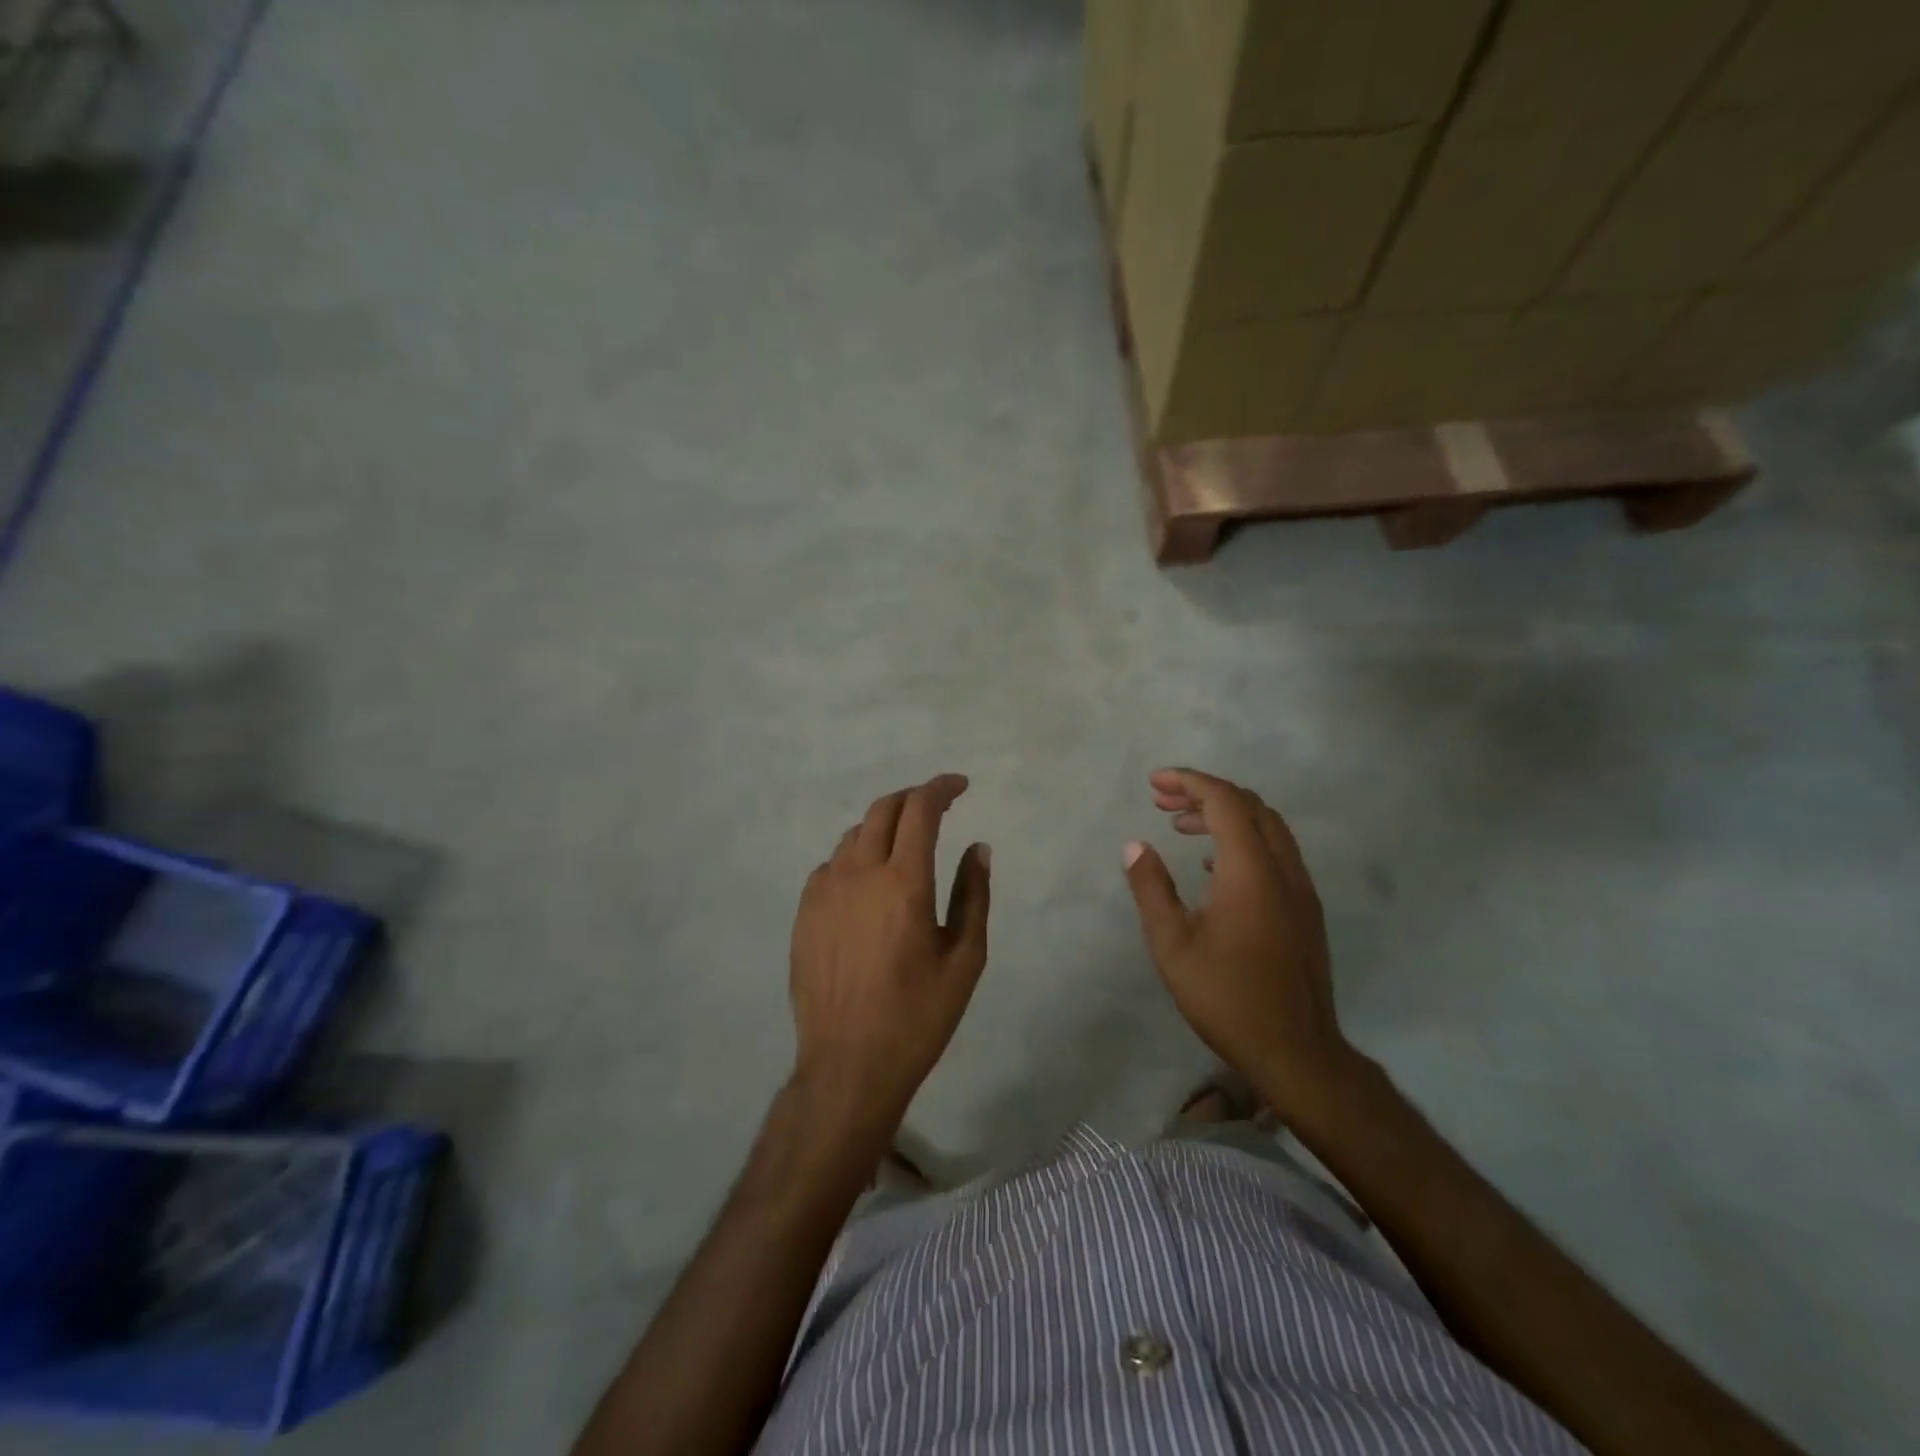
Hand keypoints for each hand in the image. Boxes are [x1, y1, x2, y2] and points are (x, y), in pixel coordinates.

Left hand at [788, 774, 990, 1144]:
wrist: (848, 1064)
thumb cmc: (918, 1015)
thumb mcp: (964, 959)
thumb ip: (974, 895)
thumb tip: (978, 848)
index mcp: (903, 882)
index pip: (920, 810)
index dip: (941, 788)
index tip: (960, 786)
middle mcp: (859, 873)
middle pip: (883, 809)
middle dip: (913, 798)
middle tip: (936, 807)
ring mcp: (824, 891)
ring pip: (854, 834)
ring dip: (883, 826)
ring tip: (904, 843)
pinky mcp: (804, 912)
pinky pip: (831, 865)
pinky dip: (855, 857)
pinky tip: (866, 882)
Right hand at [1124, 768, 1356, 1123]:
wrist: (1297, 1052)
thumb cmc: (1226, 997)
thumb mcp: (1172, 944)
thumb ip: (1151, 888)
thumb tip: (1135, 845)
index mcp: (1250, 871)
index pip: (1224, 801)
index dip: (1189, 782)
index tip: (1155, 783)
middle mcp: (1282, 869)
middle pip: (1249, 805)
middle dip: (1204, 792)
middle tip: (1162, 801)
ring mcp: (1300, 889)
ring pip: (1267, 827)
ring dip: (1226, 815)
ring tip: (1181, 825)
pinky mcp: (1306, 909)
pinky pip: (1276, 852)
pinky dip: (1244, 840)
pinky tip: (1212, 866)